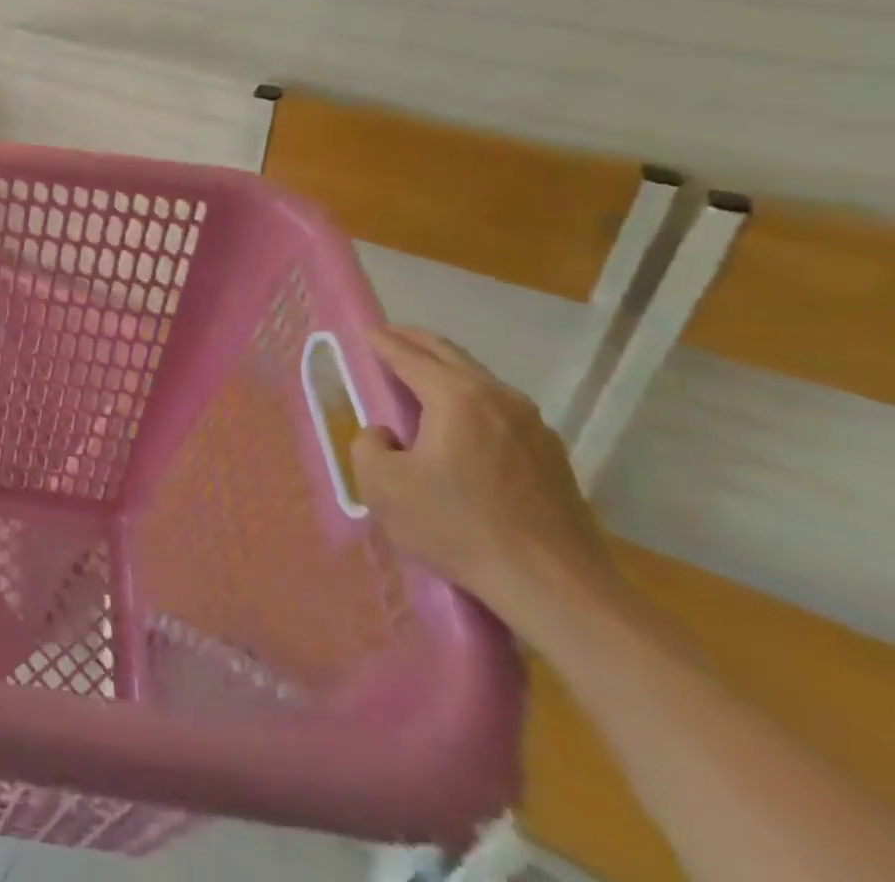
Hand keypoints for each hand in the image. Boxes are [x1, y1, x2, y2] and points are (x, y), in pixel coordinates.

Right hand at [352, 326, 624, 627]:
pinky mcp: (552, 455)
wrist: (556, 588)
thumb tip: (385, 434)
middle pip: (449, 354)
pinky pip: (500, 409)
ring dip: (445, 371)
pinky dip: (471, 400)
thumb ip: (367, 447)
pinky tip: (461, 424)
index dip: (380, 341)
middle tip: (388, 339)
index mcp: (456, 396)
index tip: (363, 332)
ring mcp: (533, 425)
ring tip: (420, 380)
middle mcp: (498, 397)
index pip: (407, 354)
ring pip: (479, 379)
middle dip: (414, 342)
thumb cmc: (460, 529)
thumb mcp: (383, 488)